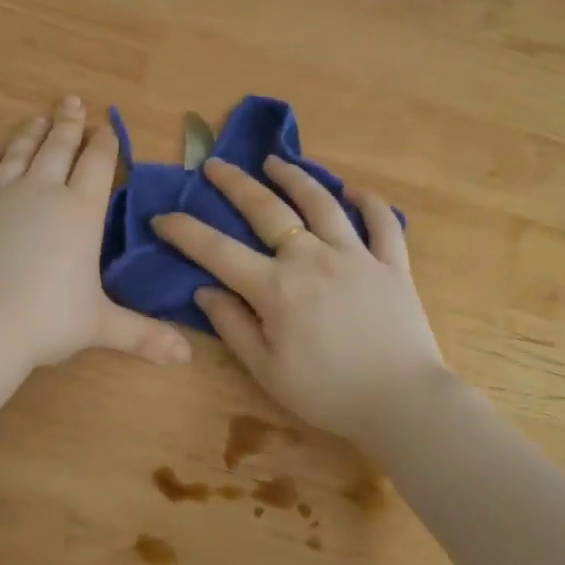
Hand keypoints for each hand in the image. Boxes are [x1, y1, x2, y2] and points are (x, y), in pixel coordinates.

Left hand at [0, 97, 192, 371]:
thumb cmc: (46, 321)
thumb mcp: (100, 326)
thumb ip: (144, 335)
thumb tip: (187, 357)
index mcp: (80, 212)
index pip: (97, 164)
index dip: (104, 142)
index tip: (106, 125)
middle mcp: (41, 193)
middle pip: (58, 148)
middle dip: (68, 122)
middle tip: (72, 101)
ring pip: (18, 154)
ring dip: (31, 132)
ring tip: (39, 117)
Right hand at [153, 156, 444, 440]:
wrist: (402, 402)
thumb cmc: (327, 394)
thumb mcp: (267, 371)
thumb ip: (233, 326)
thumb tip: (204, 290)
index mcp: (276, 288)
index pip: (218, 251)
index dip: (185, 231)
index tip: (162, 217)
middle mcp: (312, 258)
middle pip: (266, 209)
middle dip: (234, 183)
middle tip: (215, 164)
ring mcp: (356, 255)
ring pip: (321, 202)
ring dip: (295, 177)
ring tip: (275, 161)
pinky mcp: (392, 263)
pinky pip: (382, 222)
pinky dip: (369, 202)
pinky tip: (353, 191)